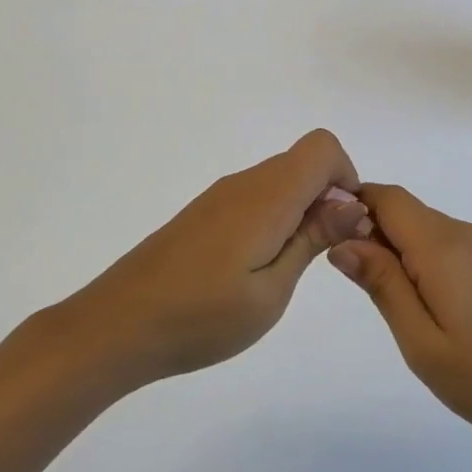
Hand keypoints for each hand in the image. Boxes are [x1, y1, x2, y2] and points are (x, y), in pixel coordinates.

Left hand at [62, 130, 369, 386]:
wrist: (118, 324)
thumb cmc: (202, 316)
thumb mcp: (271, 290)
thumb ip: (312, 239)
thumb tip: (352, 204)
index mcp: (267, 195)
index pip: (322, 147)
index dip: (346, 178)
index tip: (344, 226)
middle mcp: (245, 183)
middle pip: (303, 162)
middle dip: (327, 198)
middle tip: (321, 256)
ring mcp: (220, 196)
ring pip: (279, 180)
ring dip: (300, 211)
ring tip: (286, 270)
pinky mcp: (204, 212)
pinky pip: (255, 197)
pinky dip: (273, 219)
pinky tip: (254, 268)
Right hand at [328, 184, 471, 458]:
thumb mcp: (420, 341)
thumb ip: (381, 284)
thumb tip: (342, 241)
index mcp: (441, 246)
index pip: (386, 197)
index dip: (353, 203)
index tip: (329, 235)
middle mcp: (465, 233)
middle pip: (406, 211)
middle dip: (372, 231)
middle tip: (357, 283)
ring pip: (428, 230)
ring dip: (399, 249)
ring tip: (393, 302)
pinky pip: (451, 247)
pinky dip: (426, 261)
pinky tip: (432, 306)